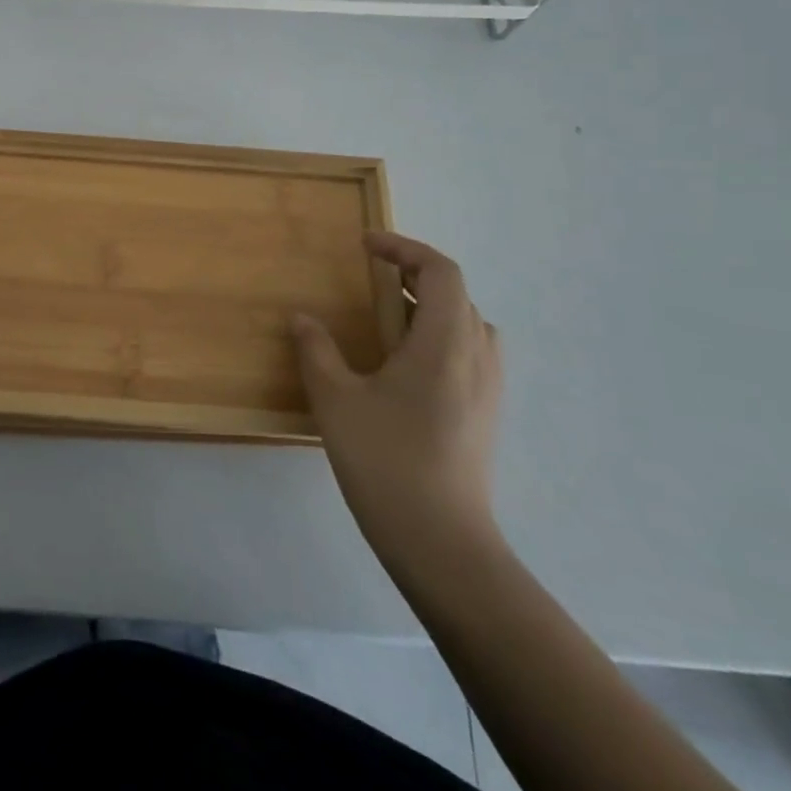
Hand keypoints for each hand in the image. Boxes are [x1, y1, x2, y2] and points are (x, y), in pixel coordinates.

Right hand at [290, 231, 501, 563]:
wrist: (443, 544)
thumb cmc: (386, 462)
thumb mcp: (336, 400)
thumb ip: (316, 351)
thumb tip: (302, 318)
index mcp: (444, 342)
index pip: (440, 271)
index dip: (404, 248)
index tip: (366, 246)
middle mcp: (476, 356)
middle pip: (456, 293)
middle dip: (413, 275)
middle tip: (371, 280)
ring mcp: (488, 388)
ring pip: (468, 323)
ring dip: (430, 306)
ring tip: (388, 318)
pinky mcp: (487, 414)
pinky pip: (471, 352)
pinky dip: (441, 336)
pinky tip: (406, 366)